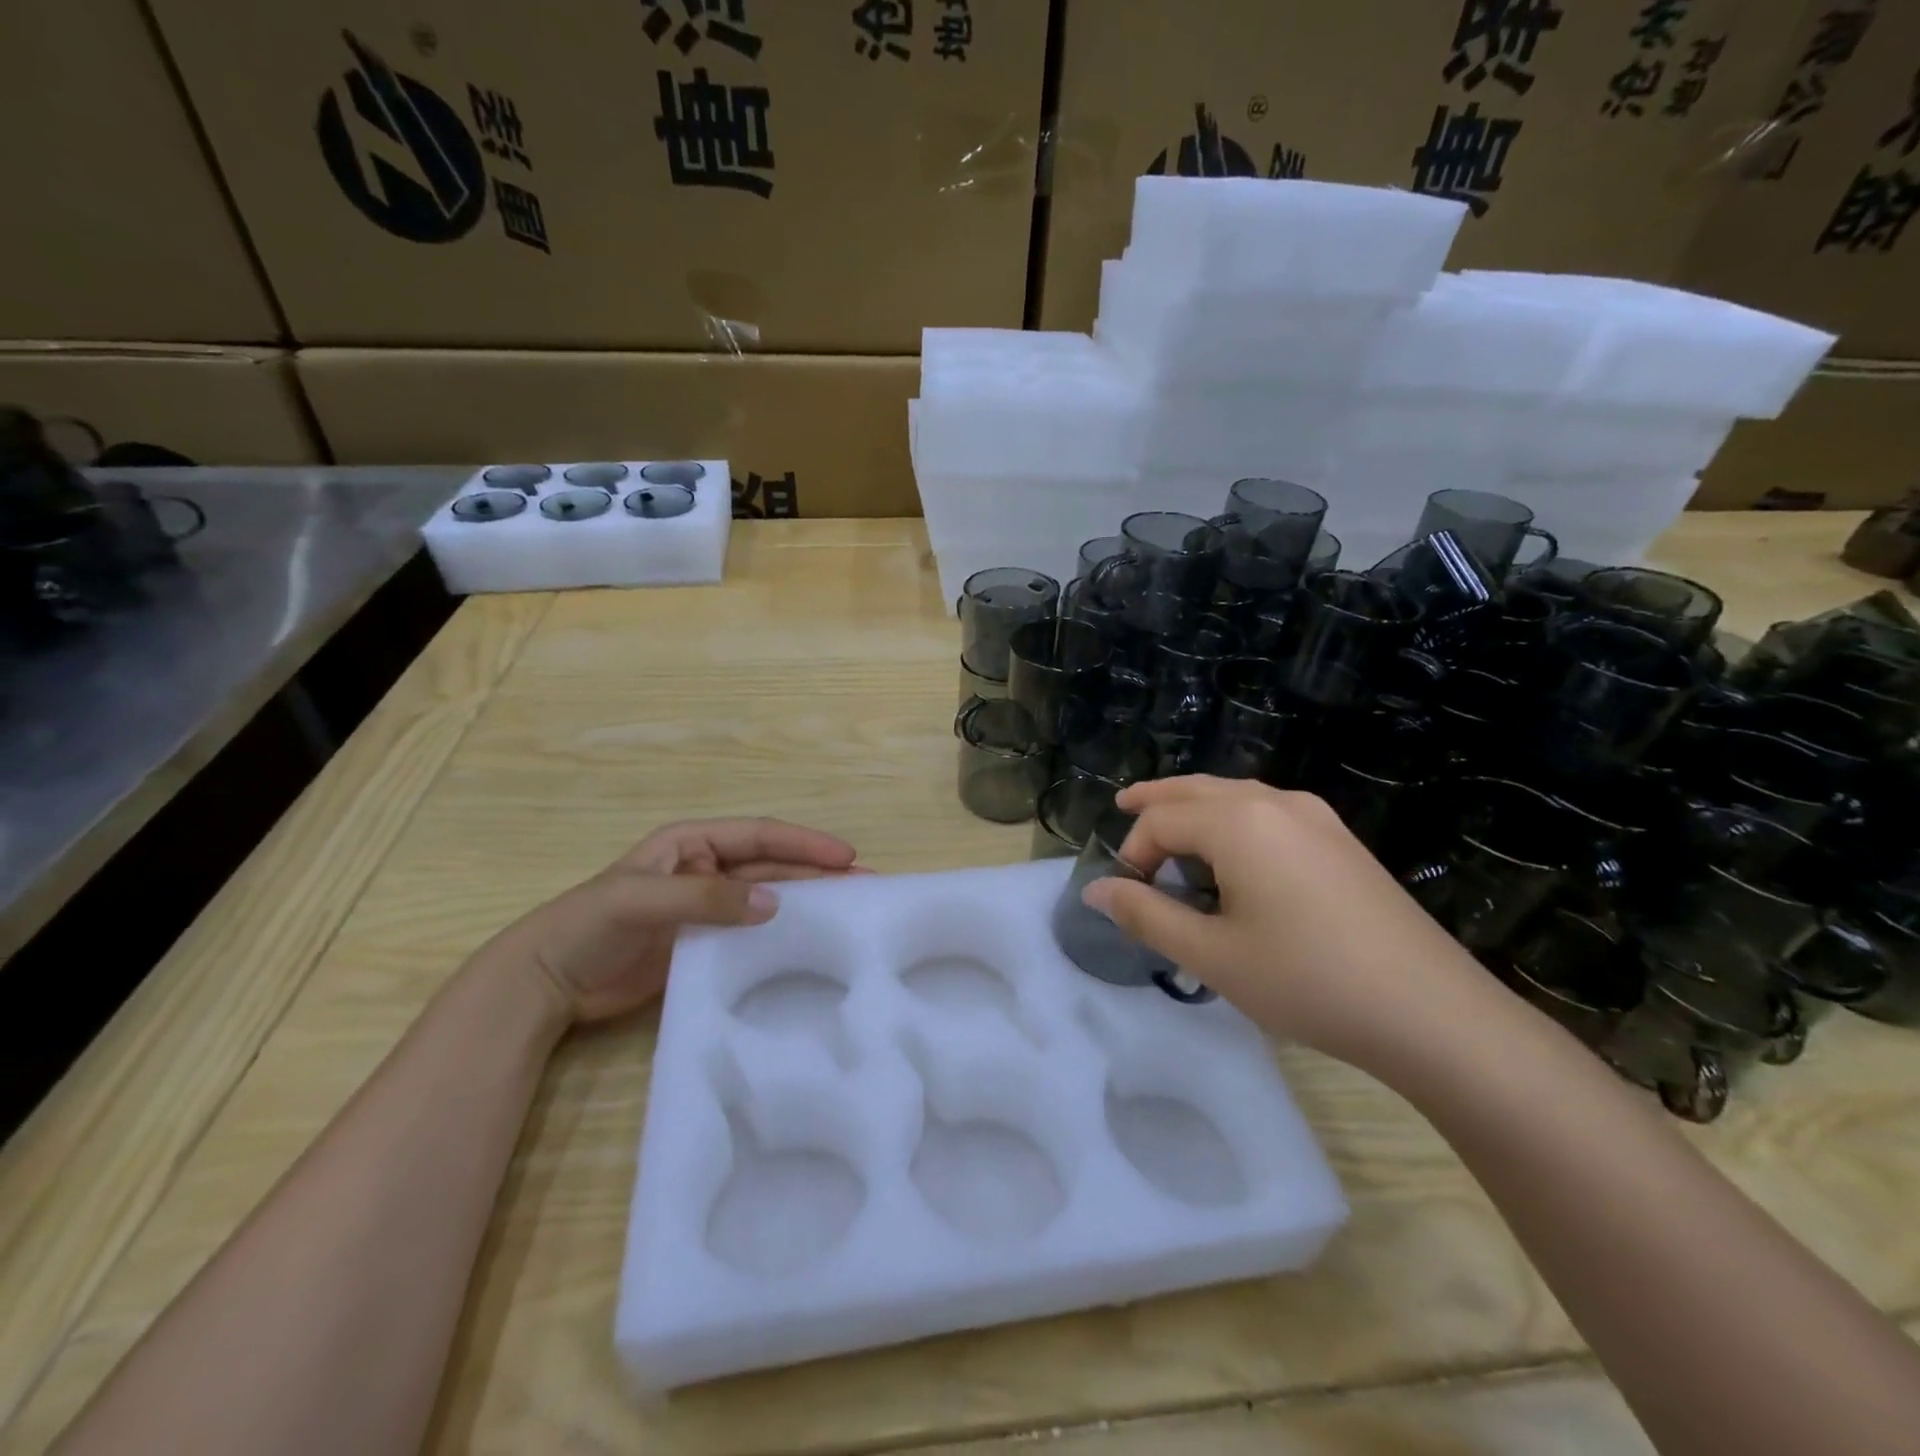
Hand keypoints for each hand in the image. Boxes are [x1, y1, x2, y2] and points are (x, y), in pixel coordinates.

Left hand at [476, 818, 861, 1026]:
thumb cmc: (587, 925)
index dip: (804, 844)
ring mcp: (707, 909)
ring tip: (852, 911)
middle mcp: (706, 870)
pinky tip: (810, 944)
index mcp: (692, 844)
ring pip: (768, 899)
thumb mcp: (642, 901)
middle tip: (865, 885)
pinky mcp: (705, 944)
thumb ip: (705, 899)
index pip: (759, 836)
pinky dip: (782, 935)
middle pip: (772, 866)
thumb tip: (774, 905)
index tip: (846, 857)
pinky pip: (752, 934)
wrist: (546, 982)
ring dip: (808, 901)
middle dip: (818, 872)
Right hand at [1081, 776, 1501, 1076]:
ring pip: (1236, 795)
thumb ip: (1146, 915)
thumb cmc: (1307, 980)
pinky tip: (1233, 852)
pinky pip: (1268, 812)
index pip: (1162, 820)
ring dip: (1195, 806)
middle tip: (1122, 805)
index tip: (1127, 895)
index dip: (1133, 852)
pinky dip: (1232, 818)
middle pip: (1197, 789)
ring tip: (1171, 825)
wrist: (1432, 1012)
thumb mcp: (1212, 955)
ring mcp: (1315, 817)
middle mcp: (1274, 803)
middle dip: (1156, 799)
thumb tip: (1096, 889)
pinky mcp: (1340, 840)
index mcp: (1238, 822)